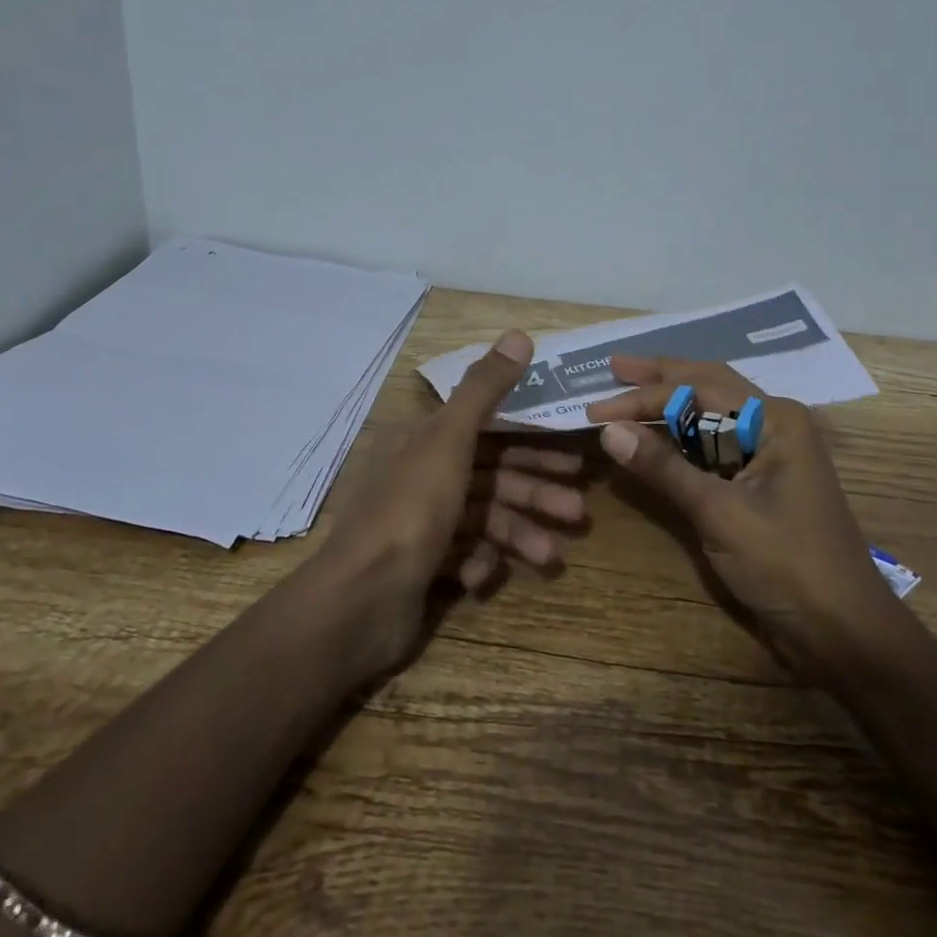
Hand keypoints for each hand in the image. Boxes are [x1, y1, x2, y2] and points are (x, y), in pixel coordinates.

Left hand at [319, 330, 581, 668]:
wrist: (358, 602)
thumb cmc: (410, 509)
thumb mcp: (450, 440)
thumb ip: (485, 389)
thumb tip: (519, 334)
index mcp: (423, 439)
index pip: (489, 430)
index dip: (532, 440)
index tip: (572, 458)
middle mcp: (422, 475)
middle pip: (492, 476)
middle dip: (535, 493)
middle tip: (578, 512)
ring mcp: (421, 523)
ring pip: (483, 518)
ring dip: (518, 534)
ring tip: (552, 555)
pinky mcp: (422, 564)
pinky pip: (463, 554)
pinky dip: (479, 562)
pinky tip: (482, 575)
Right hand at [589, 355, 898, 682]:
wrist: (843, 633)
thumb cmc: (787, 564)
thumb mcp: (719, 512)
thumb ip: (664, 467)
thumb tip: (609, 430)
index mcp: (775, 418)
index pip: (698, 389)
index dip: (643, 397)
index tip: (596, 408)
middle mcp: (773, 424)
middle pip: (707, 387)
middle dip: (659, 378)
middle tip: (613, 367)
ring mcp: (769, 453)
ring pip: (710, 416)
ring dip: (668, 407)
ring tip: (626, 393)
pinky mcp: (759, 483)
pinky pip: (714, 447)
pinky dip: (681, 440)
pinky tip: (655, 436)